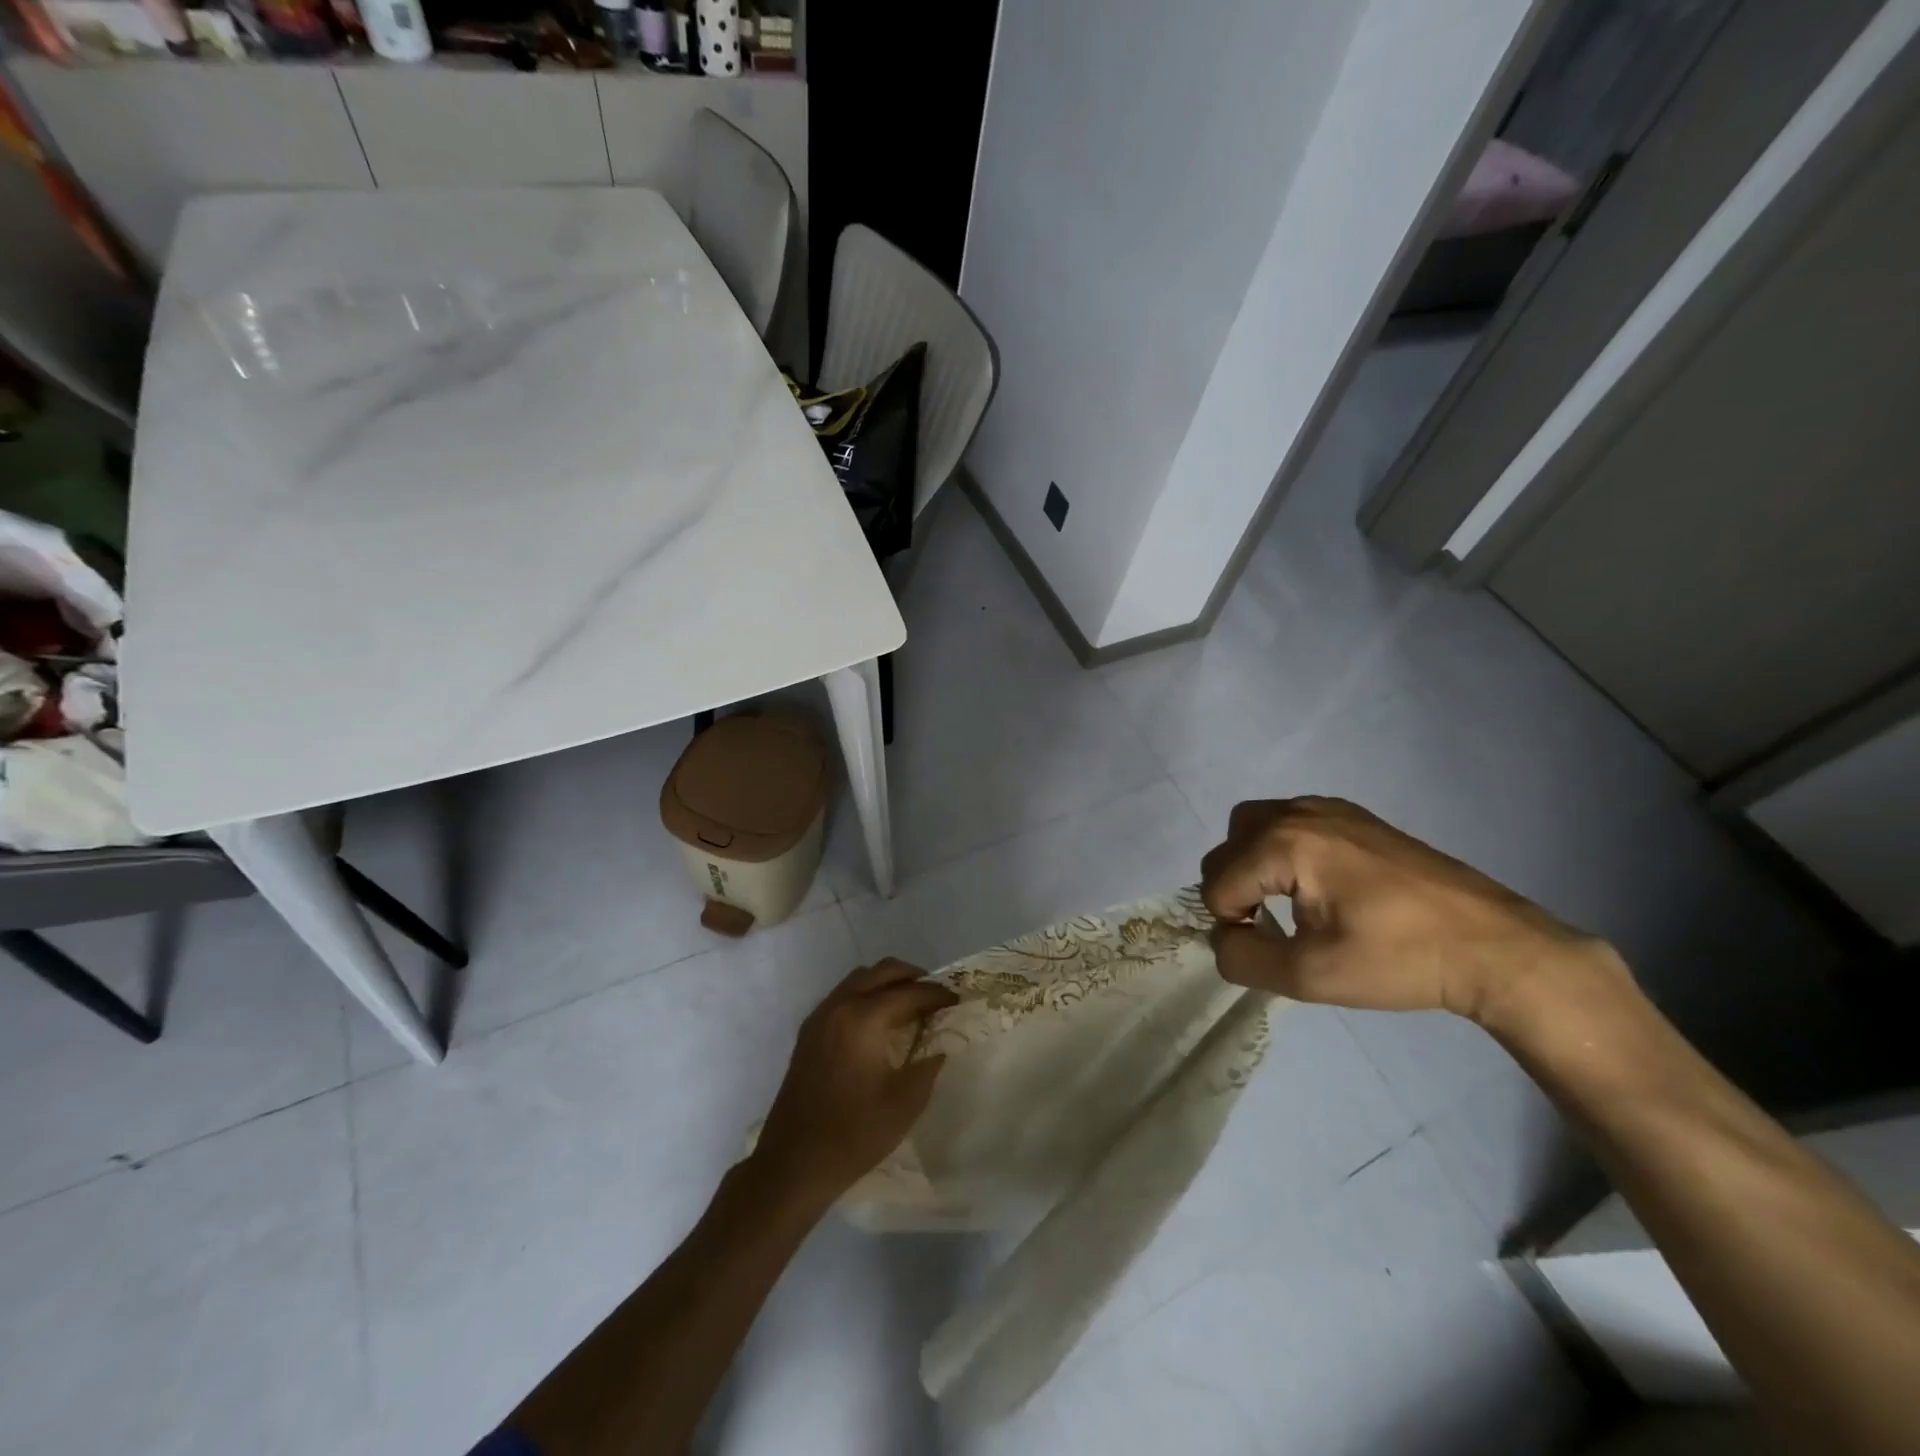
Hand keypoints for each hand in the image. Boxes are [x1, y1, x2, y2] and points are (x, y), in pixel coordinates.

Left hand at [751, 960, 957, 1205]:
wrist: (793, 1164)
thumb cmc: (853, 1135)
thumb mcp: (905, 1103)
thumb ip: (928, 1064)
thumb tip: (940, 1043)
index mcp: (863, 1019)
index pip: (909, 993)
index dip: (937, 995)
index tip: (958, 1001)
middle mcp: (839, 1006)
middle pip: (882, 971)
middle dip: (913, 977)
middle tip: (936, 996)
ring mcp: (820, 1016)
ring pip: (860, 979)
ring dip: (888, 983)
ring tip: (910, 1006)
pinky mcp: (809, 1031)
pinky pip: (844, 995)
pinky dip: (867, 995)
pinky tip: (880, 1023)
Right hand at [1200, 796, 1618, 1022]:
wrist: (1492, 945)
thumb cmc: (1398, 959)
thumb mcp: (1309, 976)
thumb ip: (1243, 958)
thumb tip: (1222, 940)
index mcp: (1284, 843)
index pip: (1218, 885)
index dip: (1232, 925)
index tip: (1274, 949)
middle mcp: (1298, 812)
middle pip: (1227, 848)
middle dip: (1235, 890)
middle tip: (1270, 929)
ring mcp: (1329, 807)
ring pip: (1254, 828)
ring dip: (1253, 866)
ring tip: (1285, 905)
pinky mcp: (1354, 816)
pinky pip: (1290, 823)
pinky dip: (1281, 851)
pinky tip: (1317, 887)